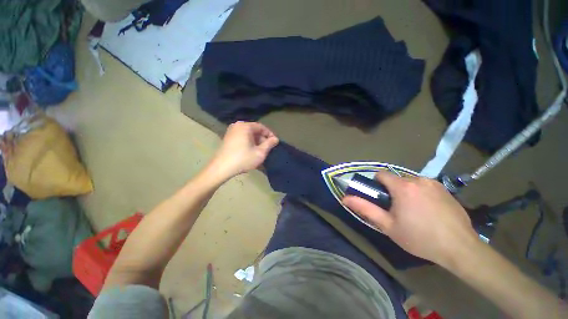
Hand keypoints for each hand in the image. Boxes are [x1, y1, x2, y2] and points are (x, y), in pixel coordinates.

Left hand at [208, 122, 278, 180]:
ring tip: (260, 151)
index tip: (275, 142)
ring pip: (248, 134)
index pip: (262, 127)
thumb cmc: (243, 159)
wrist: (221, 168)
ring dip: (256, 141)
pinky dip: (249, 142)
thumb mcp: (260, 153)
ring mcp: (231, 131)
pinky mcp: (228, 137)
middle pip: (254, 130)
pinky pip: (242, 136)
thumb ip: (269, 144)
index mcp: (245, 126)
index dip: (270, 134)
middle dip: (262, 139)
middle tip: (268, 148)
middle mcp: (237, 125)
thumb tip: (276, 139)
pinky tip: (251, 151)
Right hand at [343, 172, 479, 266]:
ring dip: (406, 191)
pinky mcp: (445, 189)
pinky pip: (425, 186)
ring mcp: (434, 183)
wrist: (460, 248)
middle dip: (392, 190)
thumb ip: (365, 209)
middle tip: (397, 209)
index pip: (381, 174)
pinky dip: (420, 193)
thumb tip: (345, 198)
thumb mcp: (388, 225)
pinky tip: (428, 211)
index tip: (380, 198)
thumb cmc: (419, 237)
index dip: (376, 184)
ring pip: (411, 182)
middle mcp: (418, 179)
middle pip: (396, 179)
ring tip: (414, 211)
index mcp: (402, 186)